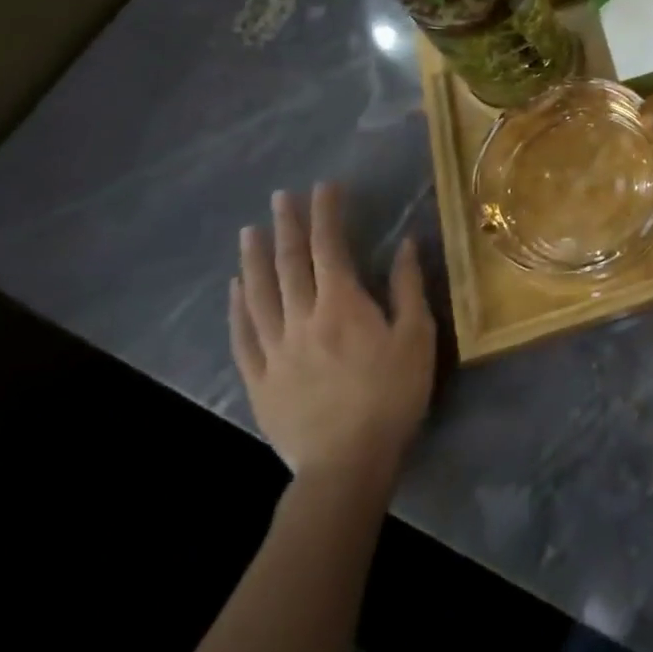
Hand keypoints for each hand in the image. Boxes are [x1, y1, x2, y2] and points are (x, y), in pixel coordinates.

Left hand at [230, 183, 435, 495]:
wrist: (346, 464)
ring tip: (250, 230)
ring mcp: (274, 350)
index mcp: (342, 305)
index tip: (325, 187)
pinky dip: (237, 307)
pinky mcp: (259, 380)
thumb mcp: (417, 336)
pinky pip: (243, 336)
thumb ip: (408, 287)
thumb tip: (406, 243)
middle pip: (289, 264)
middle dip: (287, 225)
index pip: (329, 247)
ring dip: (254, 258)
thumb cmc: (392, 395)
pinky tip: (235, 289)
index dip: (326, 214)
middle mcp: (302, 318)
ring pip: (259, 294)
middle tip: (282, 196)